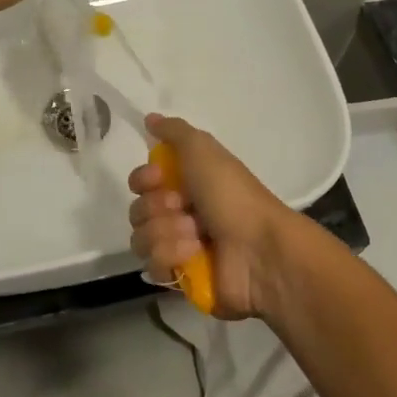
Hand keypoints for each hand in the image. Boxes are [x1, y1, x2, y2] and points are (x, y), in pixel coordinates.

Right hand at [128, 115, 297, 319]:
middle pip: (138, 210)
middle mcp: (179, 214)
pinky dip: (172, 258)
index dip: (143, 179)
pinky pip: (153, 268)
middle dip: (157, 208)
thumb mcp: (203, 148)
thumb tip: (150, 118)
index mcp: (186, 184)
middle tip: (184, 209)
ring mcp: (179, 248)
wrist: (258, 249)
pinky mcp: (180, 277)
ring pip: (141, 239)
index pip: (140, 181)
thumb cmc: (232, 194)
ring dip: (167, 233)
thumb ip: (174, 131)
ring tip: (196, 236)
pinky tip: (194, 255)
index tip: (157, 178)